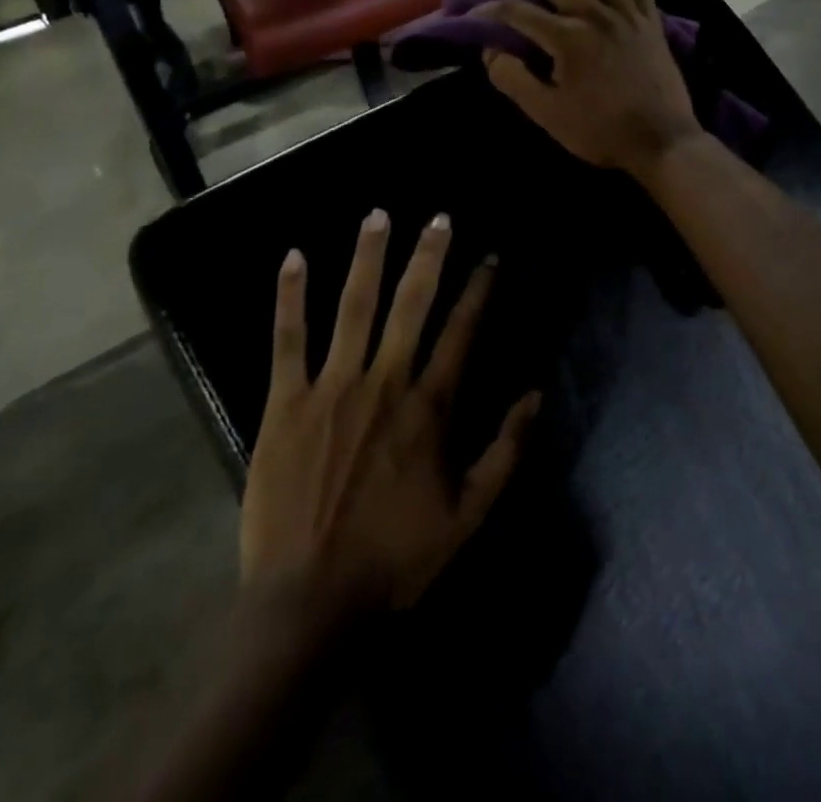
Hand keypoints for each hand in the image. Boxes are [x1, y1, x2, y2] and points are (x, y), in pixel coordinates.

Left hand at [240, 211, 540, 623]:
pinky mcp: (284, 403)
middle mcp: (385, 381)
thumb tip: (535, 393)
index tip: (489, 256)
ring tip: (378, 216)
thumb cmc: (395, 560)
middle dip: (428, 255)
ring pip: (354, 306)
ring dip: (368, 257)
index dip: (478, 289)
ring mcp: (332, 387)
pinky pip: (288, 339)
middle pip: (412, 303)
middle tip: (439, 217)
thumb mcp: (469, 516)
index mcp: (429, 407)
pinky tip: (294, 256)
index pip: (462, 330)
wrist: (310, 605)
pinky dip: (290, 296)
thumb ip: (506, 451)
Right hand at [480, 0, 701, 179]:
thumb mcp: (547, 113)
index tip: (472, 14)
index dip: (489, 10)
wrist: (662, 142)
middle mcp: (598, 14)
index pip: (517, 11)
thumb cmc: (600, 131)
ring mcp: (630, 16)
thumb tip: (491, 52)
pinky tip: (608, 2)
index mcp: (568, 36)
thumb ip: (513, 79)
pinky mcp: (653, 25)